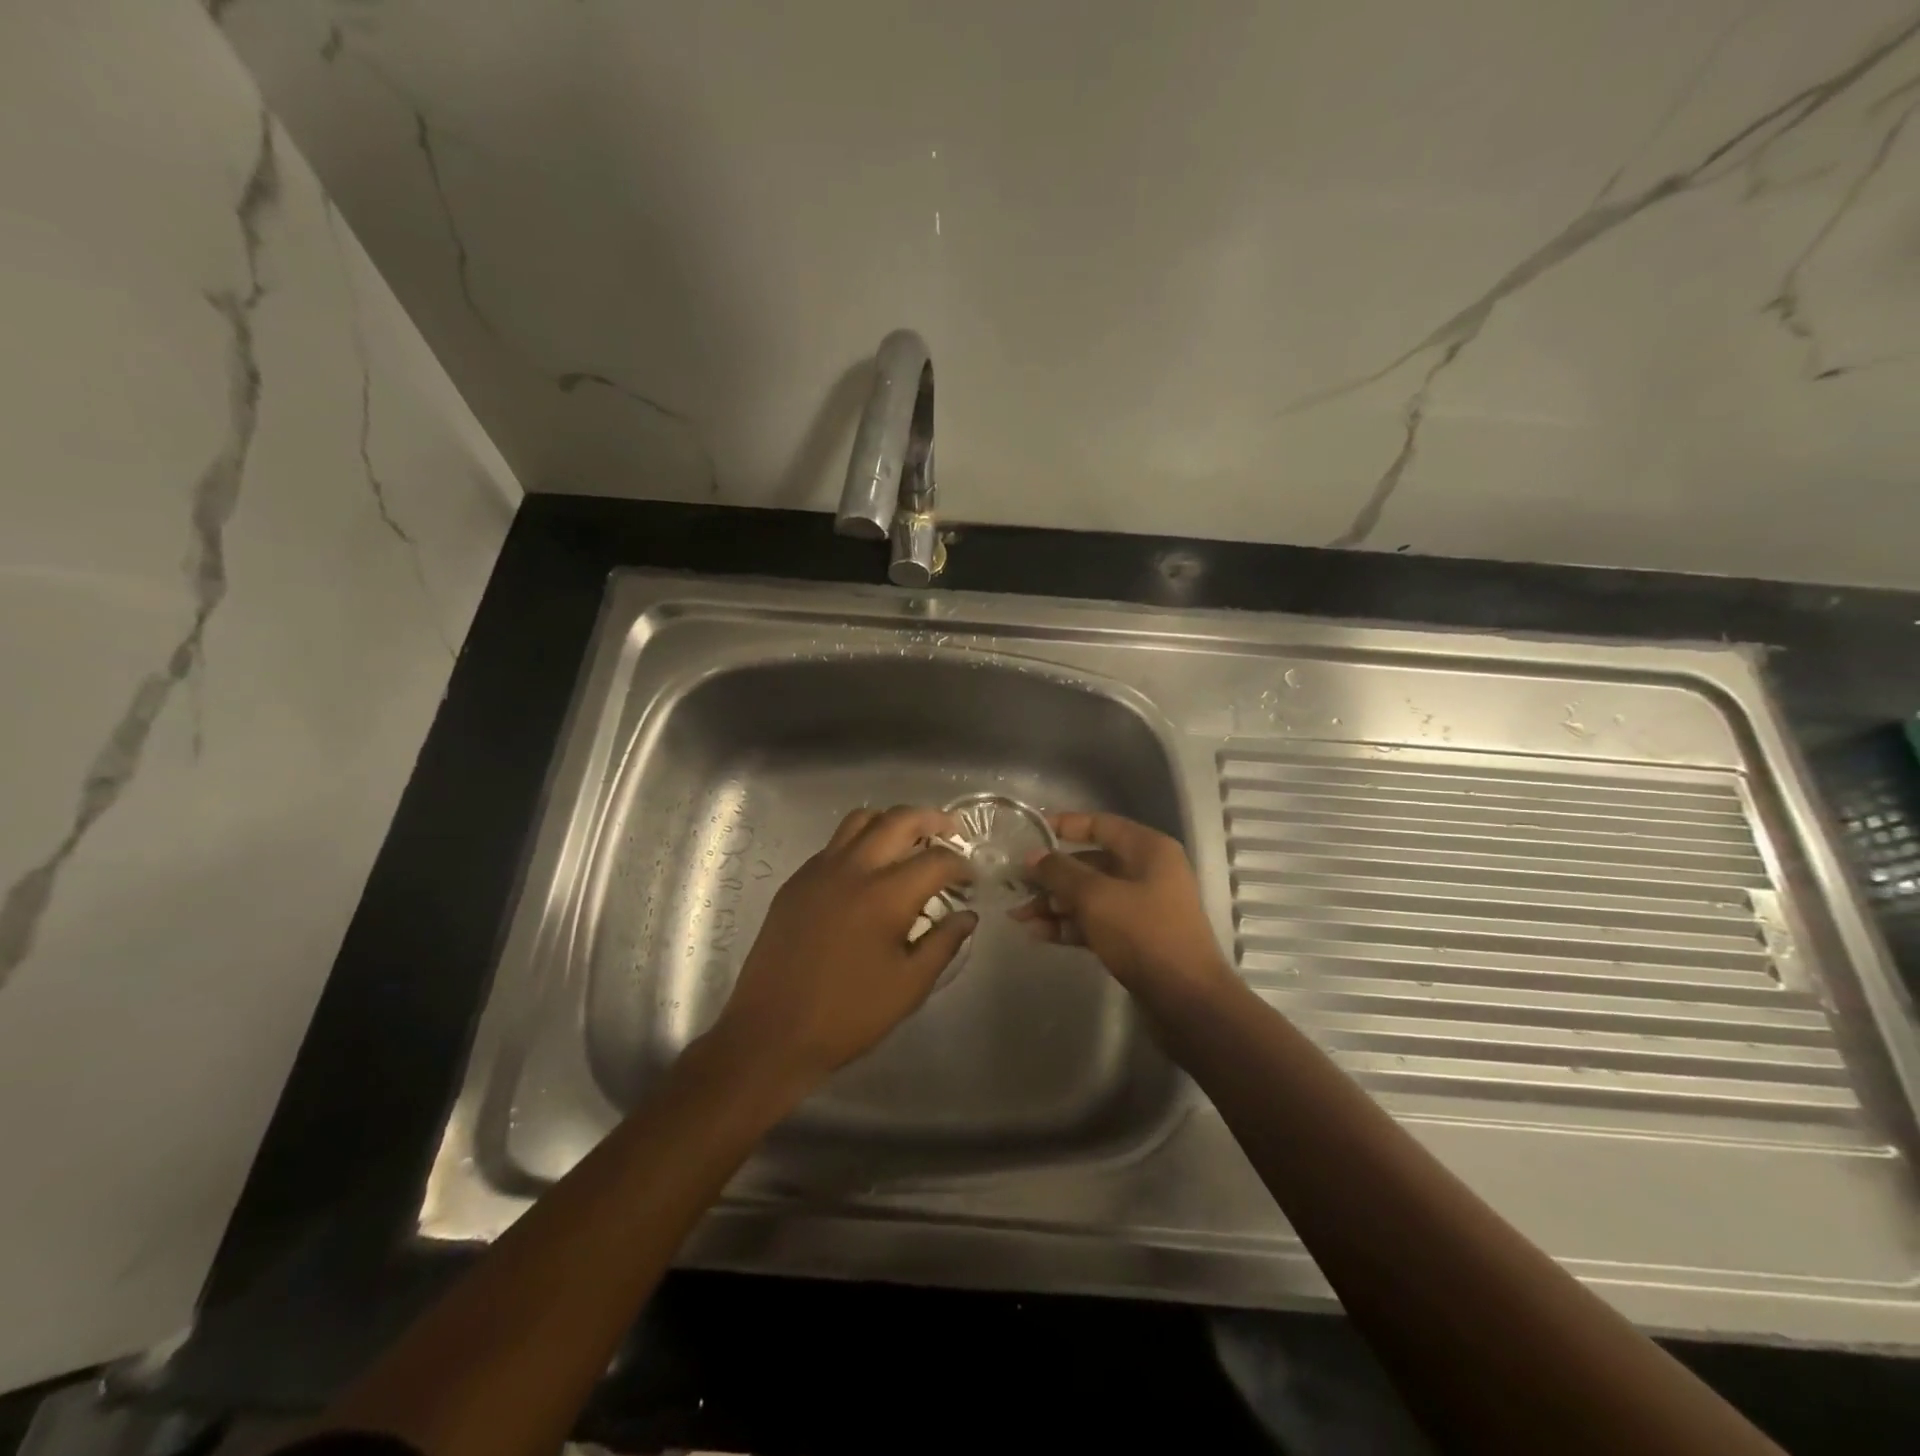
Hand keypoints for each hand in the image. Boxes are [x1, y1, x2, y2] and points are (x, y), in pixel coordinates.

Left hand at [707, 805, 974, 1091]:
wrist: (772, 1031)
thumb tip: (966, 915)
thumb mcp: (909, 986)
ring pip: (861, 820)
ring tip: (909, 840)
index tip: (971, 877)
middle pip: (898, 820)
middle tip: (951, 830)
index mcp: (885, 895)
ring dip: (892, 821)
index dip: (961, 864)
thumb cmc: (848, 1014)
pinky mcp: (797, 881)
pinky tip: (868, 868)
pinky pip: (835, 843)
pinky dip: (860, 840)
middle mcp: (853, 868)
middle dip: (931, 820)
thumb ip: (944, 943)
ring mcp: (819, 870)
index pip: (936, 860)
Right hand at [1015, 811, 1234, 1004]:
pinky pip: (1096, 921)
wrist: (1186, 1001)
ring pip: (1089, 895)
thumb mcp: (1096, 897)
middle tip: (1015, 885)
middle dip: (1052, 875)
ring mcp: (1142, 906)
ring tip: (1018, 916)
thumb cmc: (1143, 935)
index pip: (1100, 824)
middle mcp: (1147, 872)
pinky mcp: (1135, 938)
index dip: (1063, 826)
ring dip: (1054, 904)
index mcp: (1148, 849)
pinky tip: (1038, 934)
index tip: (1029, 833)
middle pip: (1090, 863)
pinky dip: (1069, 925)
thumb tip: (1033, 856)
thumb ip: (1060, 872)